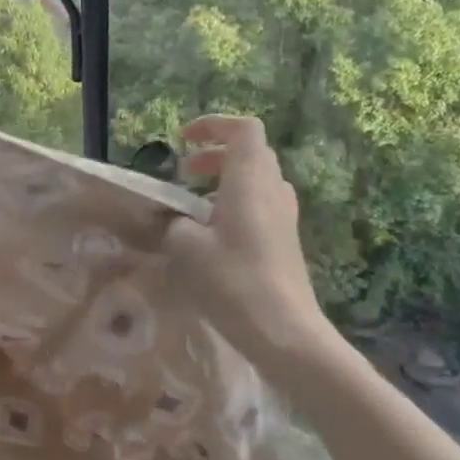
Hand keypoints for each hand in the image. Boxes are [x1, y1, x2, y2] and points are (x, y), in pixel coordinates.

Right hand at [163, 115, 342, 373]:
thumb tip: (174, 220)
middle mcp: (273, 191)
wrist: (286, 333)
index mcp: (250, 181)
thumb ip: (174, 224)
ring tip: (195, 204)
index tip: (183, 140)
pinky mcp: (286, 241)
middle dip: (215, 154)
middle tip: (184, 172)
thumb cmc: (234, 282)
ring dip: (225, 180)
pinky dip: (235, 203)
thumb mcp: (187, 249)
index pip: (244, 130)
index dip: (214, 125)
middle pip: (251, 153)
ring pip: (256, 180)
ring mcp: (284, 217)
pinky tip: (214, 234)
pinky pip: (260, 205)